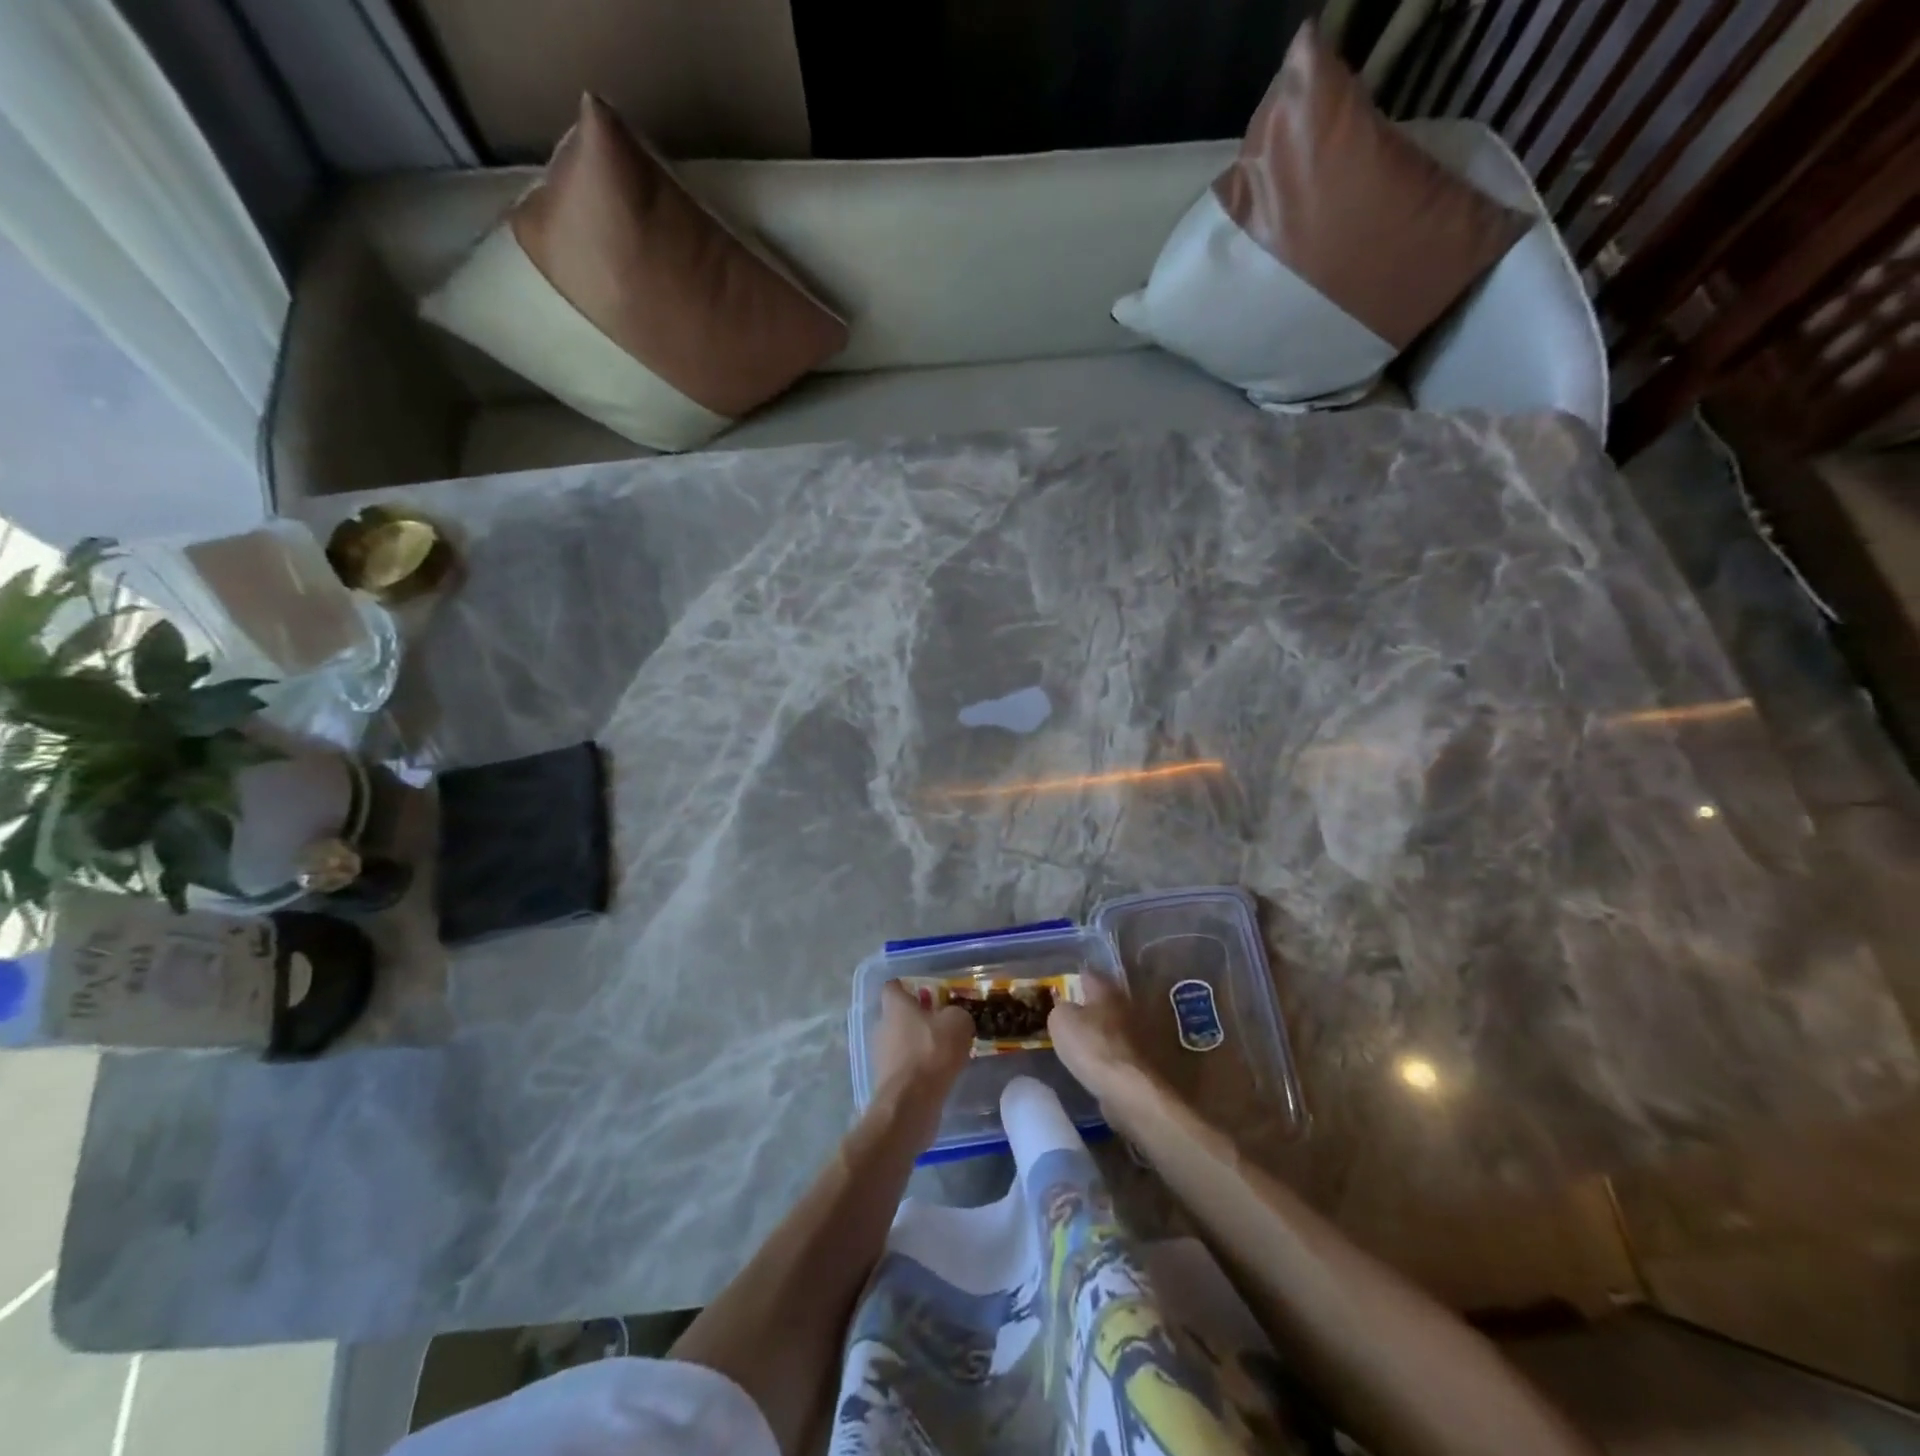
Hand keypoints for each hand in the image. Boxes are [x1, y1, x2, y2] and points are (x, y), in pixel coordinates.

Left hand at [874, 982, 973, 1110]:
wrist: (911, 1103)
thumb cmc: (932, 1051)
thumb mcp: (958, 1023)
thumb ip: (957, 1014)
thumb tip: (954, 1017)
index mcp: (895, 1006)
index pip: (893, 986)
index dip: (909, 987)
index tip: (928, 993)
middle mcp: (882, 1026)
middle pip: (899, 1015)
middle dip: (919, 1018)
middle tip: (944, 1024)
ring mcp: (881, 1055)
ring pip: (902, 1041)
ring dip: (919, 1044)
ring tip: (945, 1052)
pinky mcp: (887, 1080)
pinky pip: (905, 1065)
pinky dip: (919, 1067)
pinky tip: (938, 1074)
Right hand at [1048, 974, 1155, 1112]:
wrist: (1134, 1091)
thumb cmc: (1094, 1048)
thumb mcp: (1061, 1022)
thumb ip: (1061, 1009)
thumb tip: (1068, 1010)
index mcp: (1108, 990)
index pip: (1089, 975)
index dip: (1074, 980)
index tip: (1064, 989)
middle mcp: (1130, 1005)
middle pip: (1108, 1000)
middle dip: (1094, 1006)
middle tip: (1076, 1016)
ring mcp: (1145, 1034)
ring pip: (1120, 1026)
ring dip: (1108, 1032)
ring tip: (1089, 1043)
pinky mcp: (1152, 1061)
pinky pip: (1128, 1052)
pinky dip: (1118, 1056)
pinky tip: (1104, 1065)